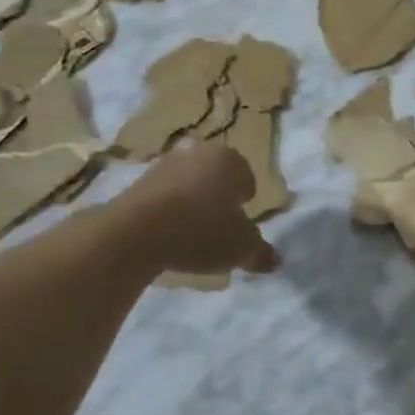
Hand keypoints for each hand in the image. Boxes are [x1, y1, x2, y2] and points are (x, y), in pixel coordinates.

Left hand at [117, 144, 278, 276]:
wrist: (137, 232)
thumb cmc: (203, 230)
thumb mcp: (242, 248)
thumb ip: (261, 253)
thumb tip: (276, 260)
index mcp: (230, 160)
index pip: (247, 176)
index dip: (246, 201)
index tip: (241, 224)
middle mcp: (199, 153)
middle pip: (216, 177)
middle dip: (218, 199)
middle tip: (218, 230)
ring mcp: (164, 164)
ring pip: (188, 185)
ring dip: (191, 205)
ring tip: (190, 237)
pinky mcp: (137, 181)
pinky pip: (162, 197)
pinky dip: (167, 213)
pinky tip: (166, 237)